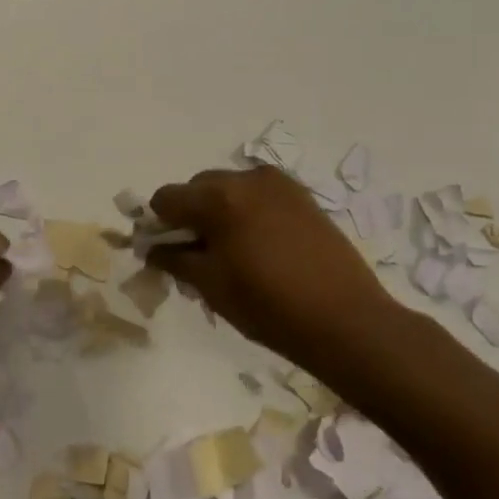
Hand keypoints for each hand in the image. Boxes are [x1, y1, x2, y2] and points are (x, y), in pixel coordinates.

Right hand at [148, 166, 397, 368]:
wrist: (345, 320)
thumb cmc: (268, 305)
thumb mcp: (210, 285)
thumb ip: (174, 259)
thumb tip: (153, 248)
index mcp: (218, 198)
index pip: (166, 198)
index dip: (159, 224)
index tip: (168, 251)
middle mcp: (246, 178)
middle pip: (198, 187)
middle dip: (191, 214)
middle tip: (200, 253)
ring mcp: (279, 184)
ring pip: (230, 188)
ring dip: (220, 211)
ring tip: (234, 251)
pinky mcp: (302, 197)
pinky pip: (259, 195)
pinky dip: (248, 211)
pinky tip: (261, 246)